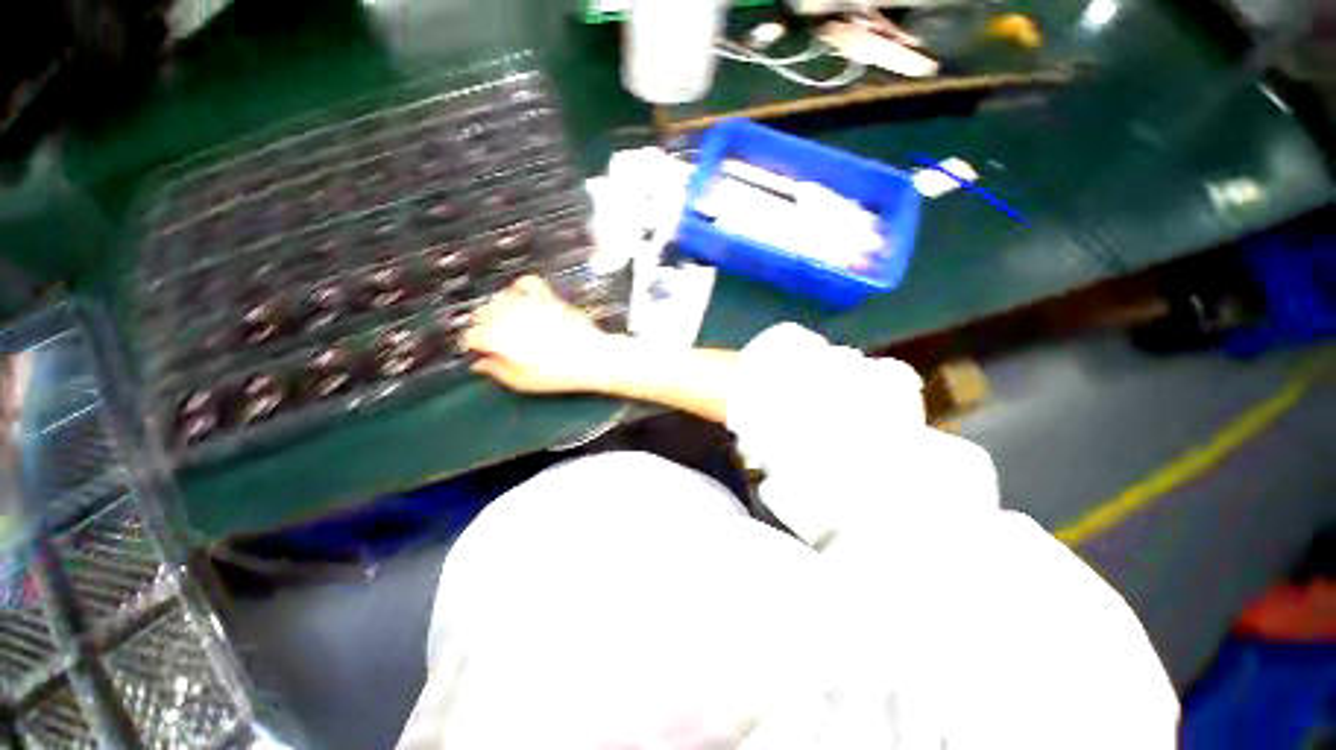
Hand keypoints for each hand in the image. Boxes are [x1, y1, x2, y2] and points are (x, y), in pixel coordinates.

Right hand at [461, 276, 618, 393]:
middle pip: (482, 313)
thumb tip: (478, 364)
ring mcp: (529, 303)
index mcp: (499, 337)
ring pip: (499, 298)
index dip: (471, 344)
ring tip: (504, 322)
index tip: (476, 351)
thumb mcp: (523, 382)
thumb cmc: (557, 374)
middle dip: (481, 326)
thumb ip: (497, 371)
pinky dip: (519, 287)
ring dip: (496, 308)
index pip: (472, 335)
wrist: (591, 357)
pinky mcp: (547, 297)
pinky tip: (521, 298)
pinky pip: (527, 282)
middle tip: (490, 339)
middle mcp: (509, 315)